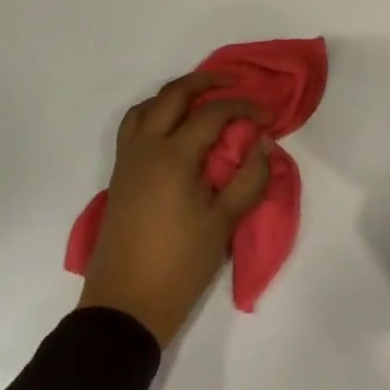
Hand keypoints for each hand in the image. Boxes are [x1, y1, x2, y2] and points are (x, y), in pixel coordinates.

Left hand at [78, 72, 271, 345]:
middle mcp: (145, 149)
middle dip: (206, 82)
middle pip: (173, 95)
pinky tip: (177, 132)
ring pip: (146, 107)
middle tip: (235, 84)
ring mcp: (127, 162)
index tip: (269, 117)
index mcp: (173, 157)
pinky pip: (134, 128)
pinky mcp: (119, 178)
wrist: (125, 306)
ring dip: (175, 95)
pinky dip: (156, 115)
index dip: (245, 107)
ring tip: (203, 101)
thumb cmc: (180, 265)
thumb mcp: (224, 223)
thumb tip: (264, 144)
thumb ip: (249, 179)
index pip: (212, 113)